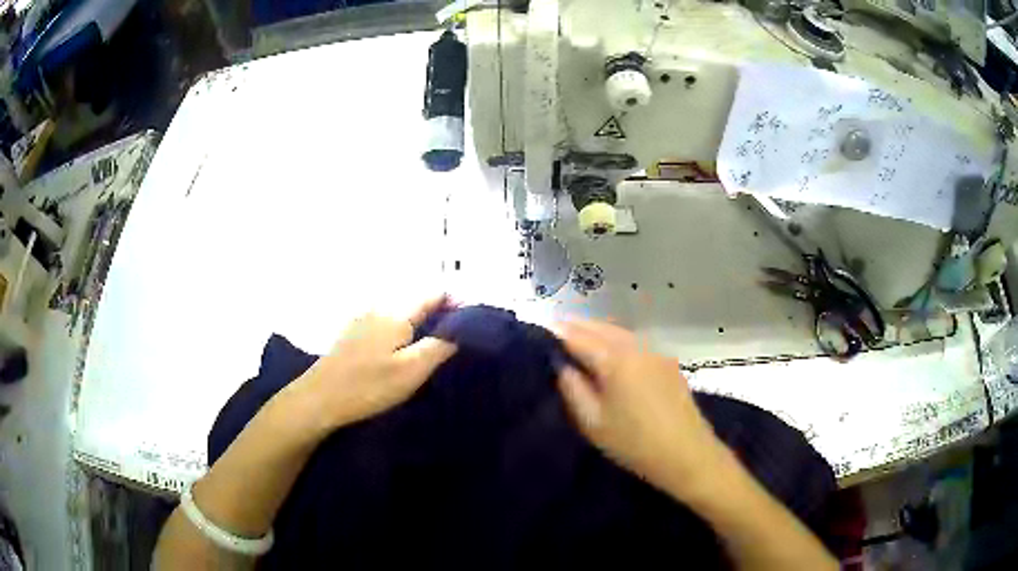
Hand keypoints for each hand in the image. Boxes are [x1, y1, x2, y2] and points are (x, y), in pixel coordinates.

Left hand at [284, 296, 456, 433]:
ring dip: (418, 324)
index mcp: (397, 314)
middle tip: (455, 339)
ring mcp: (361, 321)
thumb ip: (439, 347)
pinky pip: (384, 325)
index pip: (433, 295)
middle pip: (415, 303)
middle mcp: (379, 309)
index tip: (472, 319)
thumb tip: (461, 328)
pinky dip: (399, 333)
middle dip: (437, 314)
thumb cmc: (368, 386)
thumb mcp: (411, 371)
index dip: (455, 302)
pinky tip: (399, 353)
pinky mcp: (350, 335)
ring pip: (399, 315)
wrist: (319, 399)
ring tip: (431, 347)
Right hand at [553, 319, 726, 499]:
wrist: (687, 454)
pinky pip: (633, 341)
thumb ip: (572, 388)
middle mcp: (635, 345)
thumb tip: (561, 364)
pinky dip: (614, 340)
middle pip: (598, 326)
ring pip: (617, 331)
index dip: (555, 333)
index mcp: (614, 358)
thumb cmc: (634, 443)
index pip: (576, 335)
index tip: (537, 335)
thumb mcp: (592, 422)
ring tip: (576, 344)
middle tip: (553, 338)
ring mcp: (654, 350)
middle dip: (575, 328)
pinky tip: (608, 355)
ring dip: (595, 332)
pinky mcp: (666, 361)